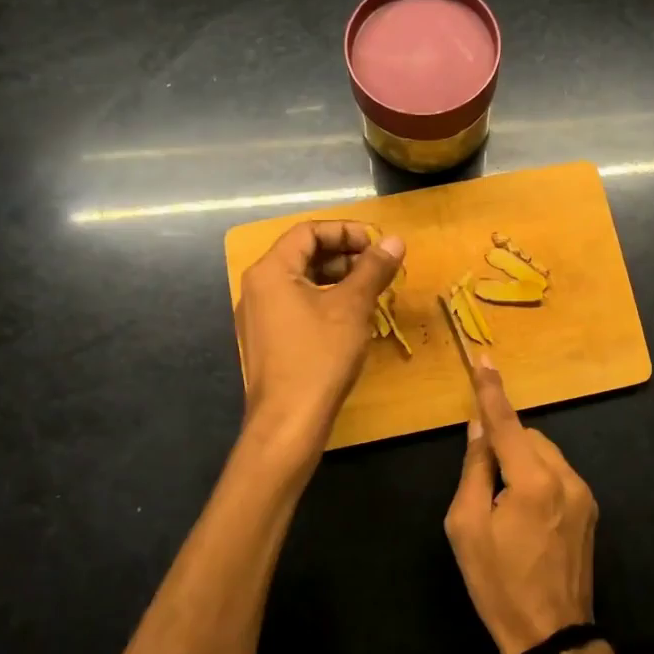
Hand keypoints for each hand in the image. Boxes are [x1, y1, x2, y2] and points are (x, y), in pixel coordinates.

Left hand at [236, 220, 403, 450]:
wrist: (289, 421)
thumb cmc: (319, 357)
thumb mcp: (352, 308)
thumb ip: (373, 269)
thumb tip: (395, 240)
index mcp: (271, 271)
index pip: (308, 231)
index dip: (346, 231)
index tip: (377, 245)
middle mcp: (258, 287)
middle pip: (303, 254)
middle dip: (344, 254)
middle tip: (379, 266)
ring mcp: (260, 315)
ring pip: (302, 281)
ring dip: (338, 278)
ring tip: (371, 289)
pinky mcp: (268, 339)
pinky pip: (297, 304)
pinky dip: (325, 300)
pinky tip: (351, 317)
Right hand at [443, 357, 598, 653]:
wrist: (551, 634)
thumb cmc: (498, 583)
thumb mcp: (466, 527)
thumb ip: (475, 469)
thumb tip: (480, 429)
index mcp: (532, 481)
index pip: (507, 422)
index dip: (492, 391)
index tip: (484, 359)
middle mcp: (566, 477)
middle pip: (528, 437)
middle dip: (504, 444)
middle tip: (482, 484)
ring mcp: (583, 493)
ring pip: (544, 454)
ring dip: (521, 461)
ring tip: (503, 505)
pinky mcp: (590, 508)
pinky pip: (557, 474)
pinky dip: (537, 477)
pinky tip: (525, 513)